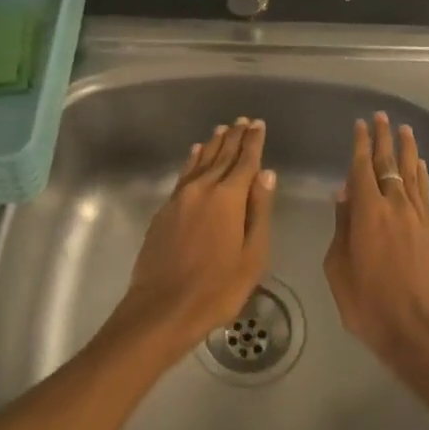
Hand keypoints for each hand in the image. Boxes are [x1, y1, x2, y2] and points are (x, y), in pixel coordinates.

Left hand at [111, 118, 276, 358]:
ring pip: (200, 161)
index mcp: (228, 198)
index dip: (253, 142)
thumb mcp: (252, 255)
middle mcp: (203, 189)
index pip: (245, 161)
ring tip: (221, 129)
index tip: (258, 124)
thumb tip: (266, 174)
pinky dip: (192, 160)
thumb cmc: (217, 288)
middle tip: (243, 120)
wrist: (162, 308)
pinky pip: (183, 175)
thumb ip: (259, 211)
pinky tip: (195, 154)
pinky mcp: (164, 210)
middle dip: (234, 137)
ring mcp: (180, 198)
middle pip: (221, 155)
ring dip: (213, 144)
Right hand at [322, 112, 428, 376]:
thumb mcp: (339, 269)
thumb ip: (341, 228)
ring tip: (405, 130)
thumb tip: (343, 194)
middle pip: (389, 164)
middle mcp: (395, 206)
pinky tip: (420, 166)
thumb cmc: (369, 305)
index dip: (360, 144)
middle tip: (382, 117)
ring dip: (407, 150)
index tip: (361, 124)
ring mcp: (419, 218)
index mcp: (367, 213)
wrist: (420, 332)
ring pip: (412, 174)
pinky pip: (426, 194)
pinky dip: (422, 176)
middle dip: (384, 139)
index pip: (362, 168)